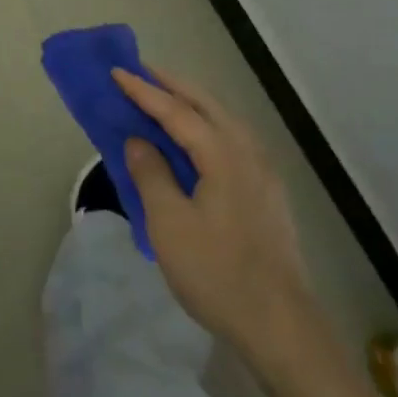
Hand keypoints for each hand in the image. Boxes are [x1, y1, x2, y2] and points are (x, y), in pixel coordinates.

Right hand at [113, 67, 317, 363]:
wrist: (281, 325)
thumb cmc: (218, 273)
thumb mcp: (170, 224)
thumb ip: (151, 174)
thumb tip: (138, 141)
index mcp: (223, 153)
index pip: (176, 111)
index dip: (143, 91)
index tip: (116, 71)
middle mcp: (247, 151)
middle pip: (206, 104)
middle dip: (172, 85)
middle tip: (141, 71)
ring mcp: (263, 171)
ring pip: (223, 120)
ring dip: (192, 104)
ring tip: (164, 98)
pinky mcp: (267, 191)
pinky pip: (231, 140)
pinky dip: (207, 126)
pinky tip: (197, 140)